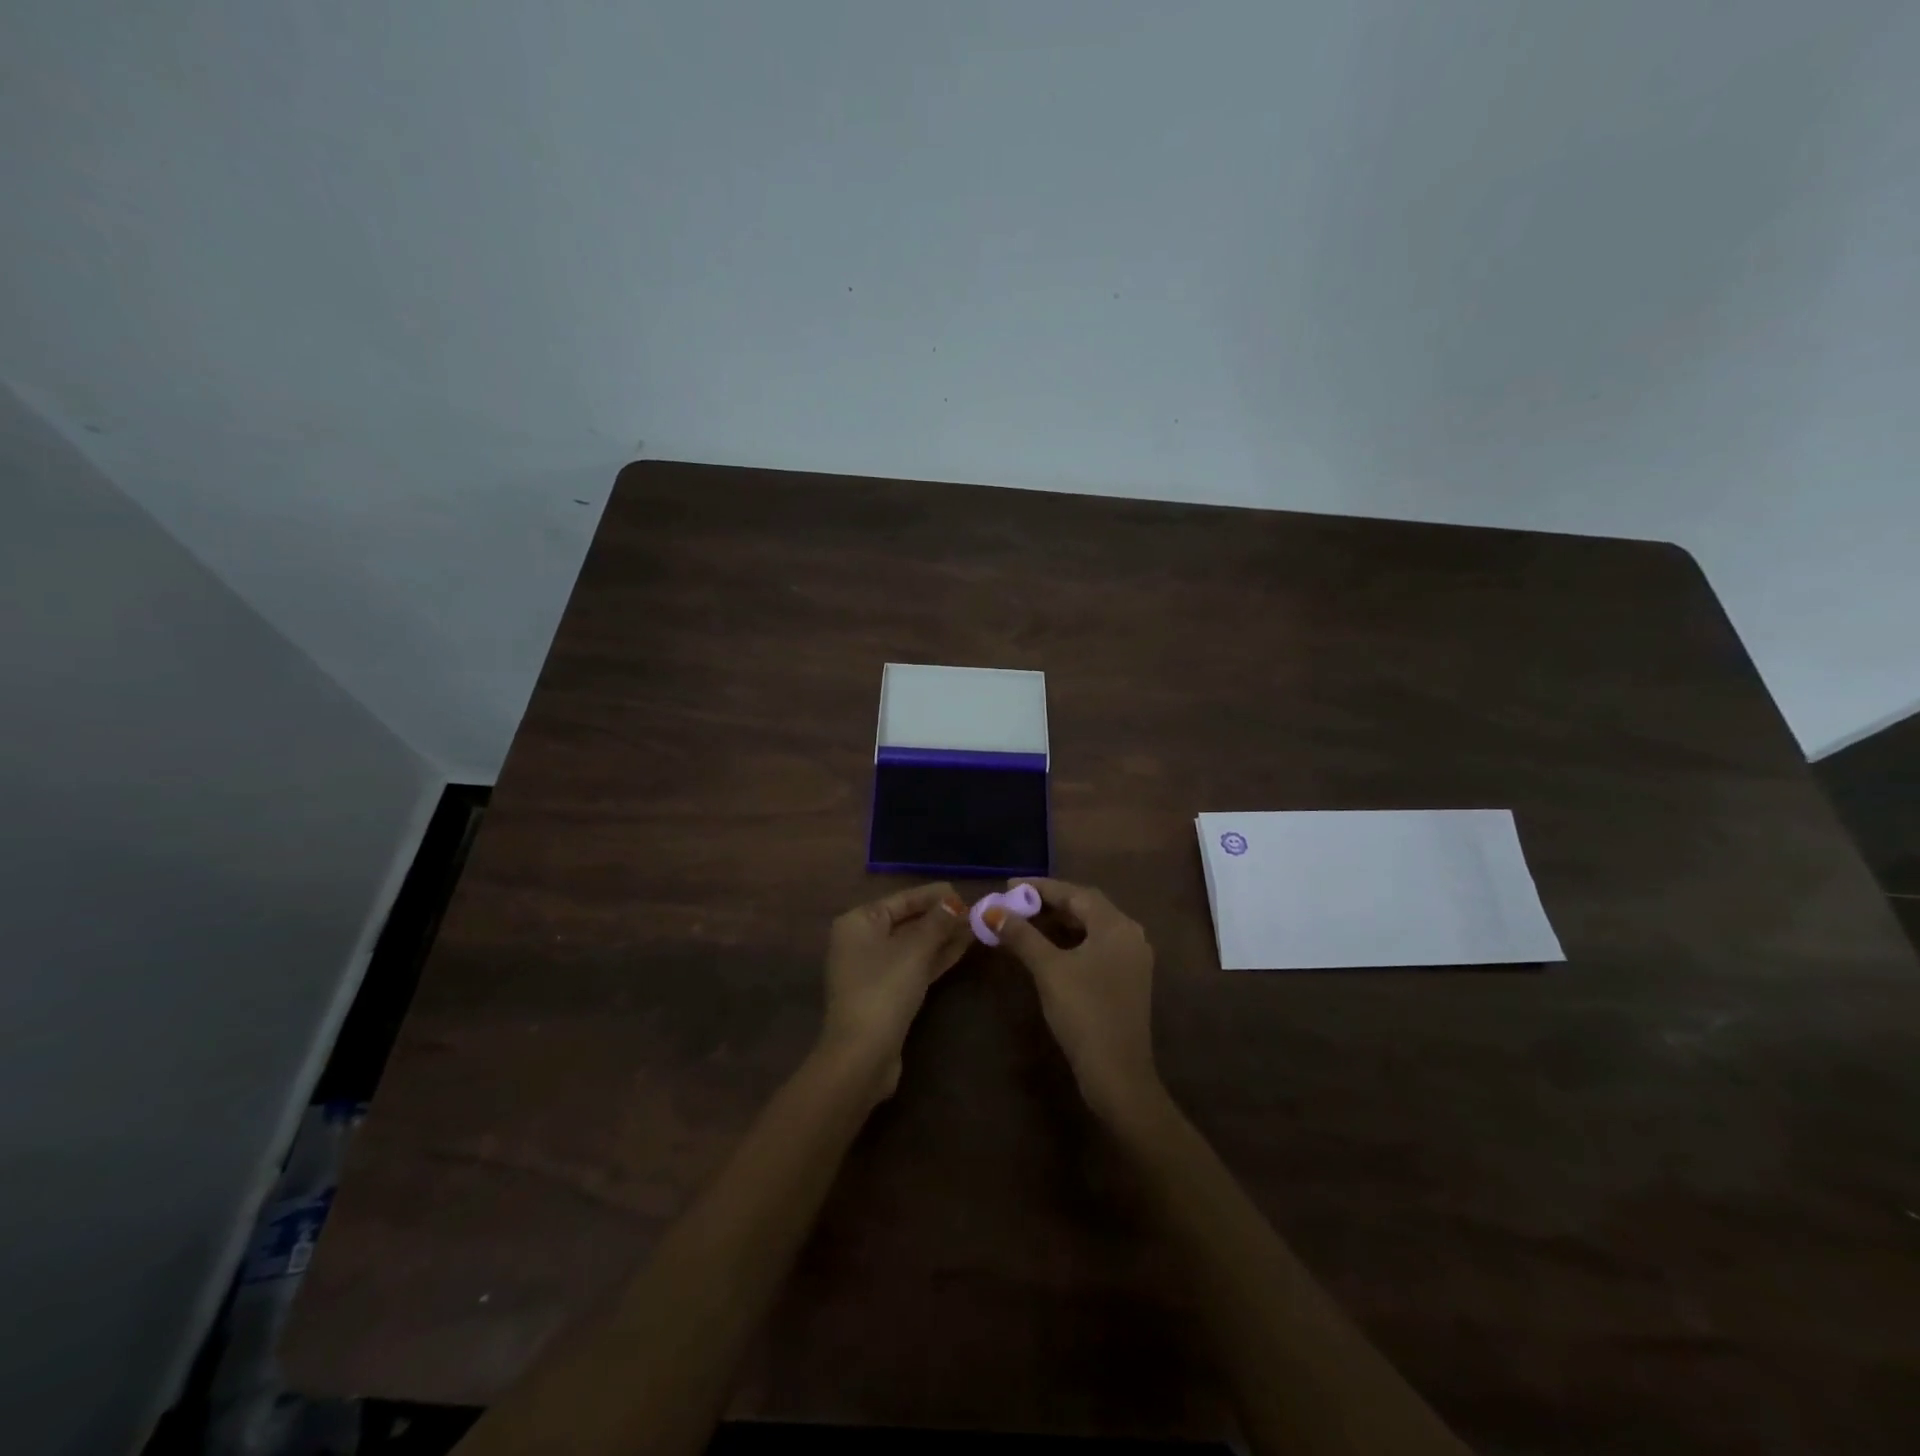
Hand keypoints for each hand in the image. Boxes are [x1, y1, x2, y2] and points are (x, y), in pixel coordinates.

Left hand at [821, 883, 971, 1098]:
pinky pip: (913, 965)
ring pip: (913, 945)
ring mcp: (873, 969)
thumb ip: (937, 922)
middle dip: (940, 917)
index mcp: (859, 922)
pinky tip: (962, 949)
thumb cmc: (884, 990)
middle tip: (975, 912)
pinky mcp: (886, 993)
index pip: (902, 899)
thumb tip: (954, 902)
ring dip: (942, 937)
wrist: (862, 1055)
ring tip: (975, 928)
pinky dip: (935, 957)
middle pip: (907, 921)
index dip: (933, 896)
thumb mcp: (915, 950)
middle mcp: (861, 941)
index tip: (964, 893)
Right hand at [989, 878, 1162, 1124]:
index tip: (1009, 886)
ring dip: (1059, 921)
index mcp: (1116, 926)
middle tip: (1015, 902)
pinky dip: (1071, 940)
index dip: (1040, 887)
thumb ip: (1022, 935)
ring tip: (1026, 921)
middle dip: (1050, 902)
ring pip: (1091, 927)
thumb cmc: (1084, 1013)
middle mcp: (1130, 935)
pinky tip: (1048, 947)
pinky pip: (1096, 945)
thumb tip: (993, 911)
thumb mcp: (1049, 970)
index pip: (1075, 893)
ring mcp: (1132, 958)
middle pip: (1086, 907)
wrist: (1118, 1074)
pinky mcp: (1128, 979)